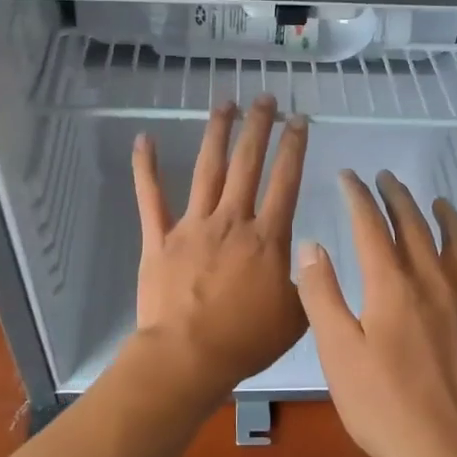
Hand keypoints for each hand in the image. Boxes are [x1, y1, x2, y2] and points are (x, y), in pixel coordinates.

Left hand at [130, 96, 309, 407]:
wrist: (188, 357)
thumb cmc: (245, 340)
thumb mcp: (297, 316)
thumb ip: (308, 282)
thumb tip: (313, 257)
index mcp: (267, 237)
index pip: (285, 181)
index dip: (294, 147)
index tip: (299, 120)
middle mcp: (231, 220)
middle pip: (247, 163)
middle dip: (258, 127)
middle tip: (265, 99)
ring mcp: (192, 225)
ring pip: (207, 170)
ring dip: (217, 134)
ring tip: (225, 104)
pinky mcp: (159, 237)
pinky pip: (151, 197)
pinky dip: (145, 167)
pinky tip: (142, 139)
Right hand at [296, 171, 456, 456]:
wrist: (446, 450)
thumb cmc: (381, 403)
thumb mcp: (337, 351)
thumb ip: (322, 294)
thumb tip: (312, 245)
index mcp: (391, 284)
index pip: (371, 225)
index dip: (357, 196)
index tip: (348, 177)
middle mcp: (430, 279)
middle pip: (413, 223)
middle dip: (395, 196)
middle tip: (383, 177)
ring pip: (452, 239)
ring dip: (438, 213)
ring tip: (431, 198)